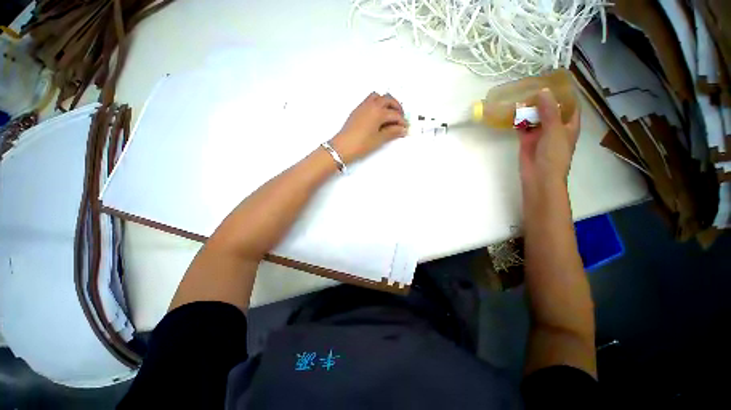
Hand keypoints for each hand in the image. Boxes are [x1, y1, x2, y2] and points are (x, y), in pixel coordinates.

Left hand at [330, 92, 407, 163]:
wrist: (343, 147)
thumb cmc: (361, 144)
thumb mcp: (379, 139)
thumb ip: (392, 132)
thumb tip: (402, 129)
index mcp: (378, 112)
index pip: (395, 114)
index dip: (402, 121)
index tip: (405, 128)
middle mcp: (371, 105)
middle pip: (388, 99)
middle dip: (397, 107)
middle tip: (400, 118)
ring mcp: (363, 106)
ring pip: (378, 96)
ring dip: (386, 102)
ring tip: (390, 113)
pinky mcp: (357, 110)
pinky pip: (370, 100)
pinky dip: (377, 103)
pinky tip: (378, 115)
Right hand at [518, 88, 579, 186]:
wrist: (539, 176)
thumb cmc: (554, 154)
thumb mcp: (555, 130)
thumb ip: (549, 111)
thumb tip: (542, 91)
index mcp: (569, 124)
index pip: (569, 104)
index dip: (564, 93)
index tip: (553, 80)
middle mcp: (555, 126)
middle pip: (550, 108)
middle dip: (543, 99)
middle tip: (532, 85)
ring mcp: (540, 133)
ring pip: (535, 117)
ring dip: (529, 109)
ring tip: (521, 96)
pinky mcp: (526, 140)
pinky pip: (523, 126)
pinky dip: (519, 120)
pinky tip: (513, 112)